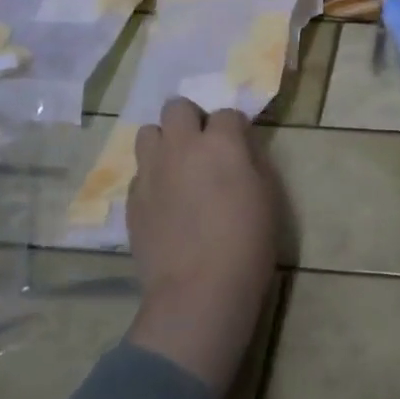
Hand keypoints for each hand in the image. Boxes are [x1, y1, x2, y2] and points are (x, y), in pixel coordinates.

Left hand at [125, 98, 277, 396]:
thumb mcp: (267, 195)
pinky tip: (166, 200)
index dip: (234, 129)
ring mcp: (151, 171)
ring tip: (178, 167)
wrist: (199, 290)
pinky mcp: (132, 198)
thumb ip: (251, 161)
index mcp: (221, 142)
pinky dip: (153, 176)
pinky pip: (140, 171)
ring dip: (165, 142)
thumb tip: (238, 149)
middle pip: (176, 107)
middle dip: (191, 120)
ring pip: (147, 132)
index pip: (226, 113)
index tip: (240, 147)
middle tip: (204, 147)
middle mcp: (181, 146)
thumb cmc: (247, 242)